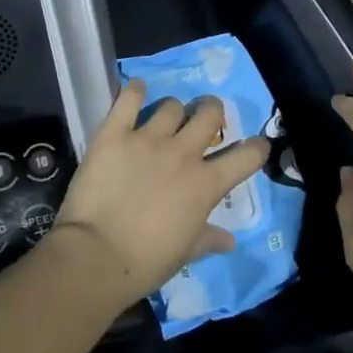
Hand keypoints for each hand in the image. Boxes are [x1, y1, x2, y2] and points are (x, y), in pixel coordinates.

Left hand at [53, 80, 268, 307]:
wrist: (96, 256)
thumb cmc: (146, 262)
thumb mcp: (185, 253)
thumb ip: (208, 238)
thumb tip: (230, 240)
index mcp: (206, 185)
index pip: (246, 156)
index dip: (256, 147)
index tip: (255, 145)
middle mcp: (183, 154)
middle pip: (209, 113)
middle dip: (211, 111)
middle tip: (203, 118)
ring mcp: (148, 139)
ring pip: (172, 105)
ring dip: (172, 110)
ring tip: (164, 118)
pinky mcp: (115, 133)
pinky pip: (129, 99)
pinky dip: (135, 91)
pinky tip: (137, 90)